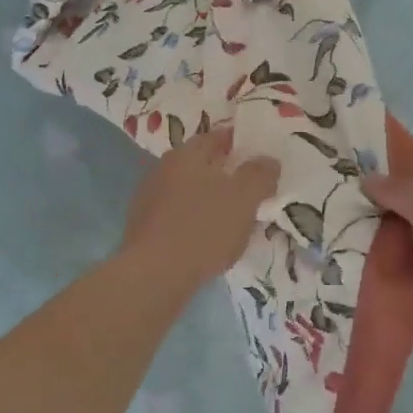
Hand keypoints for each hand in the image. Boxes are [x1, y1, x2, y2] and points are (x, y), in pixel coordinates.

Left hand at [120, 129, 279, 291]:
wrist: (152, 276)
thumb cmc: (203, 228)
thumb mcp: (244, 198)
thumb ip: (260, 175)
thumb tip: (268, 161)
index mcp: (187, 153)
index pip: (218, 137)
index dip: (241, 144)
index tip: (260, 159)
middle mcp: (164, 168)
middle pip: (202, 164)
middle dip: (226, 174)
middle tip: (251, 190)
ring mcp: (149, 197)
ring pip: (189, 190)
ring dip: (210, 199)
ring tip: (233, 219)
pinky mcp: (144, 226)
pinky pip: (178, 215)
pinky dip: (195, 220)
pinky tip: (208, 240)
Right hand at [363, 156, 412, 384]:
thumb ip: (399, 192)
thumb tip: (369, 179)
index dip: (403, 167)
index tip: (366, 172)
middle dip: (386, 211)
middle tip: (346, 209)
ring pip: (412, 249)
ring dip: (384, 249)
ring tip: (344, 243)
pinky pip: (410, 284)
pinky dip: (391, 283)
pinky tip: (358, 276)